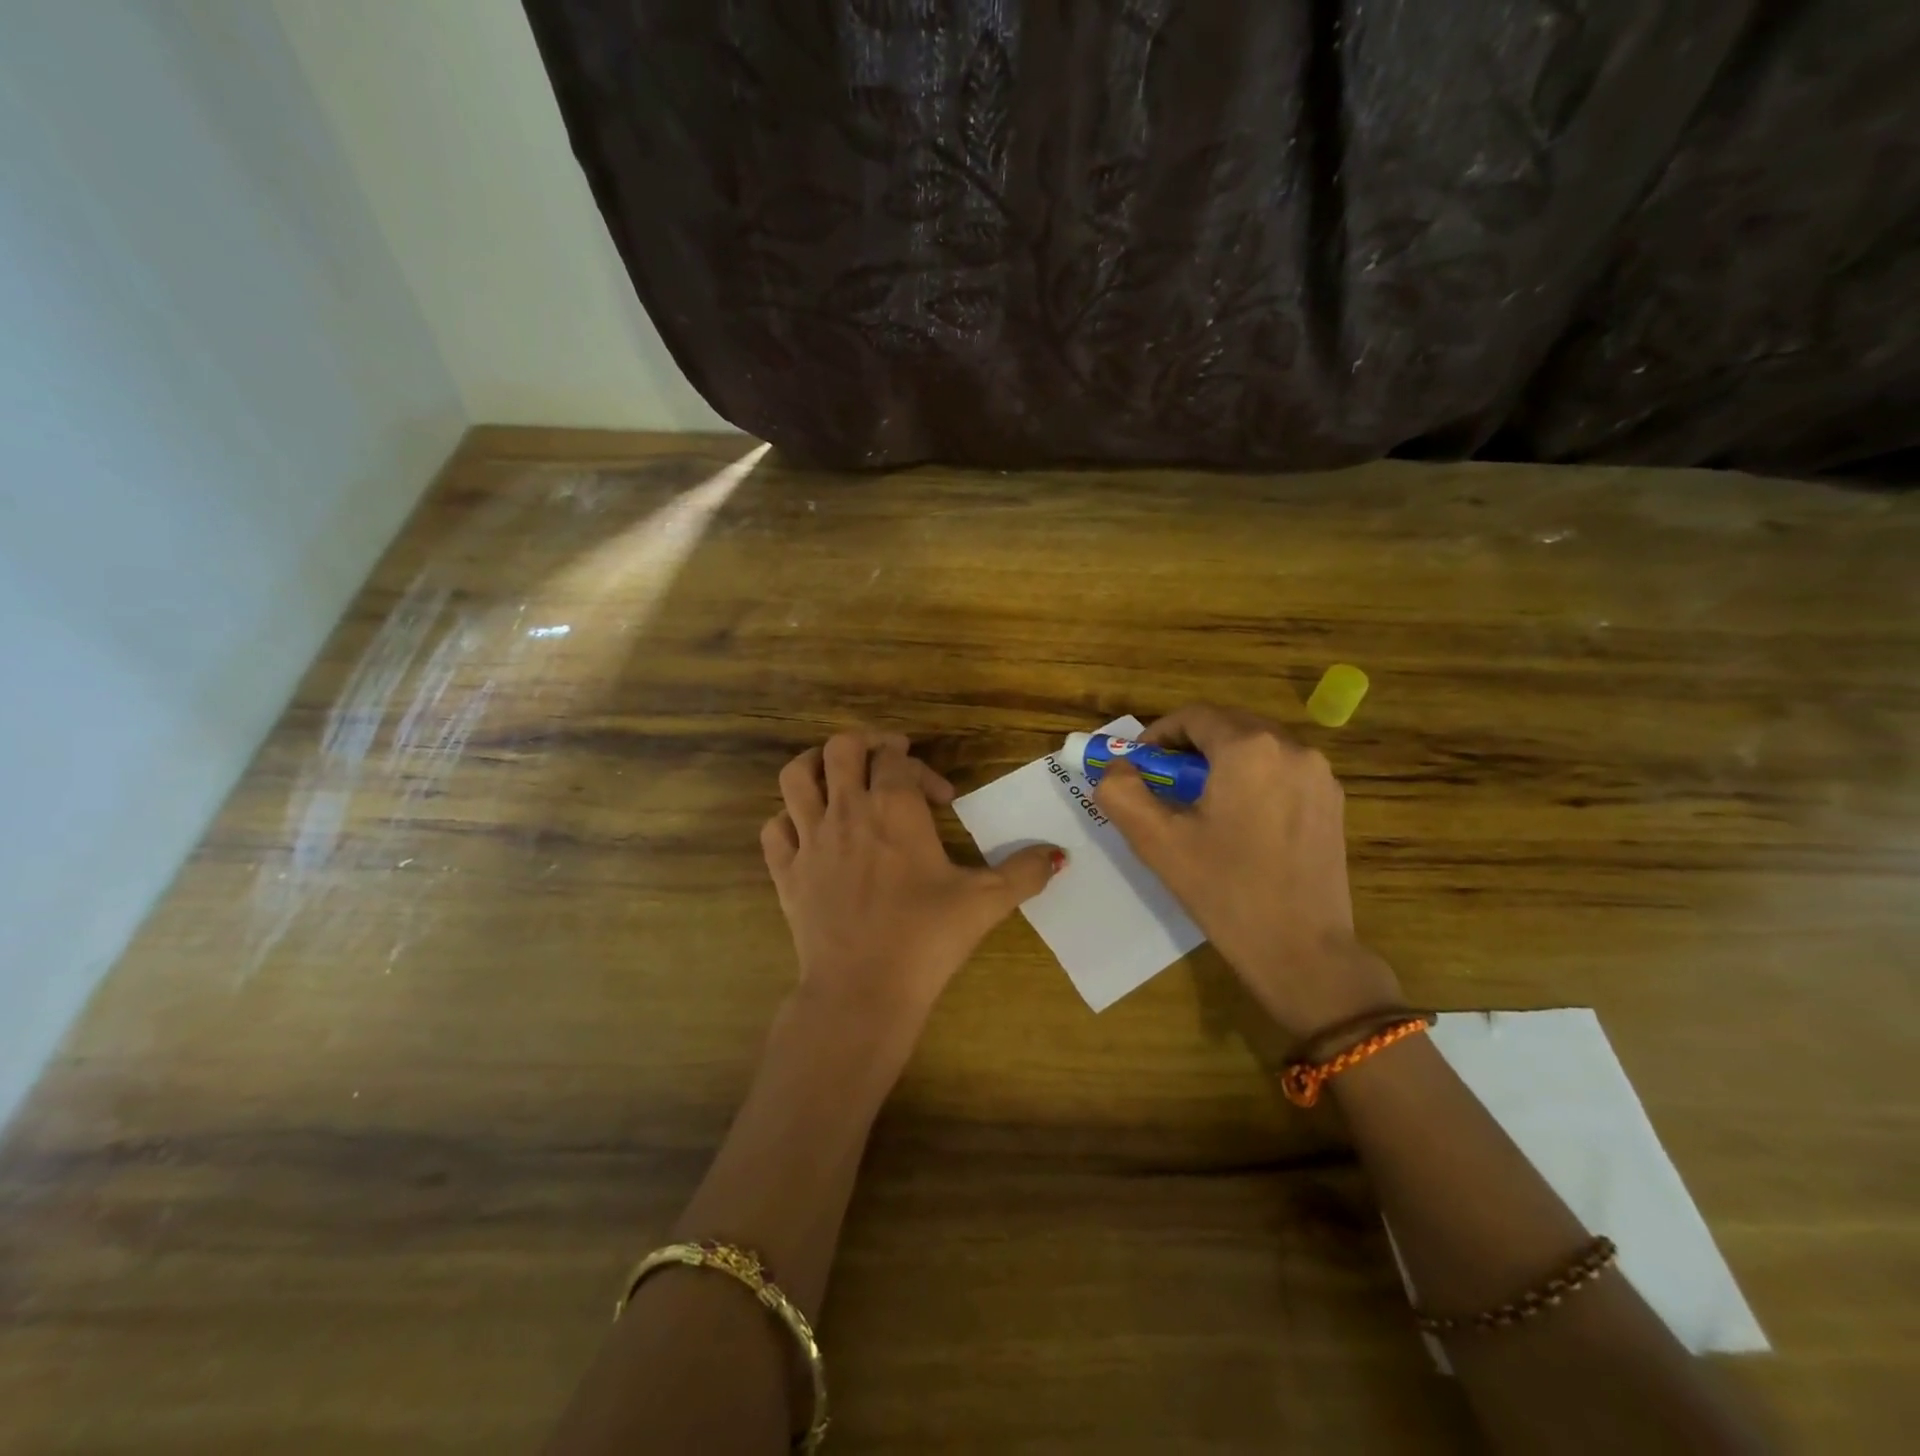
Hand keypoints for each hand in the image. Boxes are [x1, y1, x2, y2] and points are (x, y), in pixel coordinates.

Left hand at [761, 731, 1062, 1032]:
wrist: (863, 990)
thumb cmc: (926, 938)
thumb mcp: (986, 902)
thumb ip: (1025, 872)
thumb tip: (1058, 856)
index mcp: (894, 809)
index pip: (898, 760)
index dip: (921, 768)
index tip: (941, 798)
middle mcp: (847, 811)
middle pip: (842, 748)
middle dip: (866, 745)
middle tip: (887, 761)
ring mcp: (810, 840)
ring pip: (796, 776)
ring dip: (816, 765)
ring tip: (837, 775)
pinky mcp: (786, 873)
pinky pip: (774, 829)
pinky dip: (789, 820)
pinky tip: (809, 832)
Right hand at [1093, 704, 1404, 1038]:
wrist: (1302, 951)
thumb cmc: (1225, 891)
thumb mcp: (1157, 841)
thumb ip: (1122, 792)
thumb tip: (1116, 769)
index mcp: (1248, 748)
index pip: (1193, 717)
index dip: (1158, 735)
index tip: (1139, 767)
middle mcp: (1292, 746)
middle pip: (1227, 726)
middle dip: (1188, 748)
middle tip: (1163, 786)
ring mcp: (1319, 773)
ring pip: (1255, 748)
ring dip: (1220, 763)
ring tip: (1199, 807)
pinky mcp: (1332, 801)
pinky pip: (1281, 771)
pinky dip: (1251, 780)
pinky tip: (1238, 823)